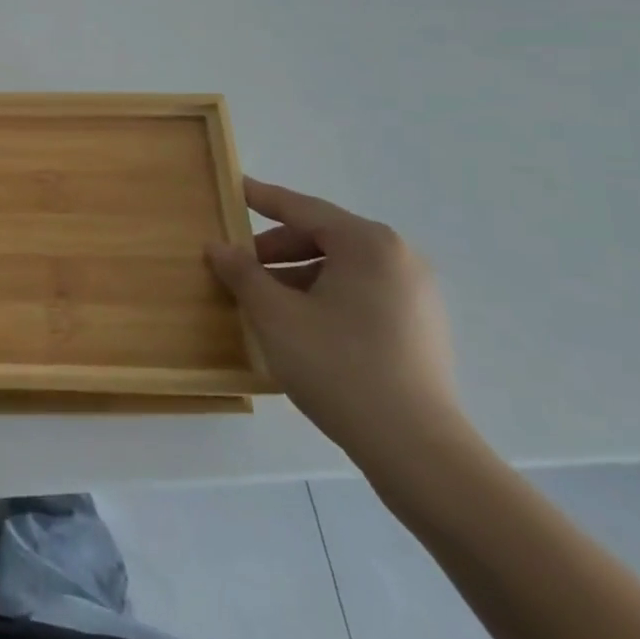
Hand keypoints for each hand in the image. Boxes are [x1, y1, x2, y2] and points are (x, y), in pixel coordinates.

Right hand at [208, 178, 465, 465]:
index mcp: (367, 244)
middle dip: (276, 249)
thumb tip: (218, 247)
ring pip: (341, 268)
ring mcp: (416, 294)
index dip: (261, 198)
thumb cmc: (339, 367)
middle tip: (239, 266)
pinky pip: (361, 293)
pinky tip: (300, 325)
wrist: (417, 451)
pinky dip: (325, 296)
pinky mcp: (421, 328)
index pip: (302, 208)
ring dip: (298, 275)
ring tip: (264, 301)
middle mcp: (398, 258)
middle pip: (324, 237)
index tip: (233, 186)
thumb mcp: (275, 315)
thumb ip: (242, 273)